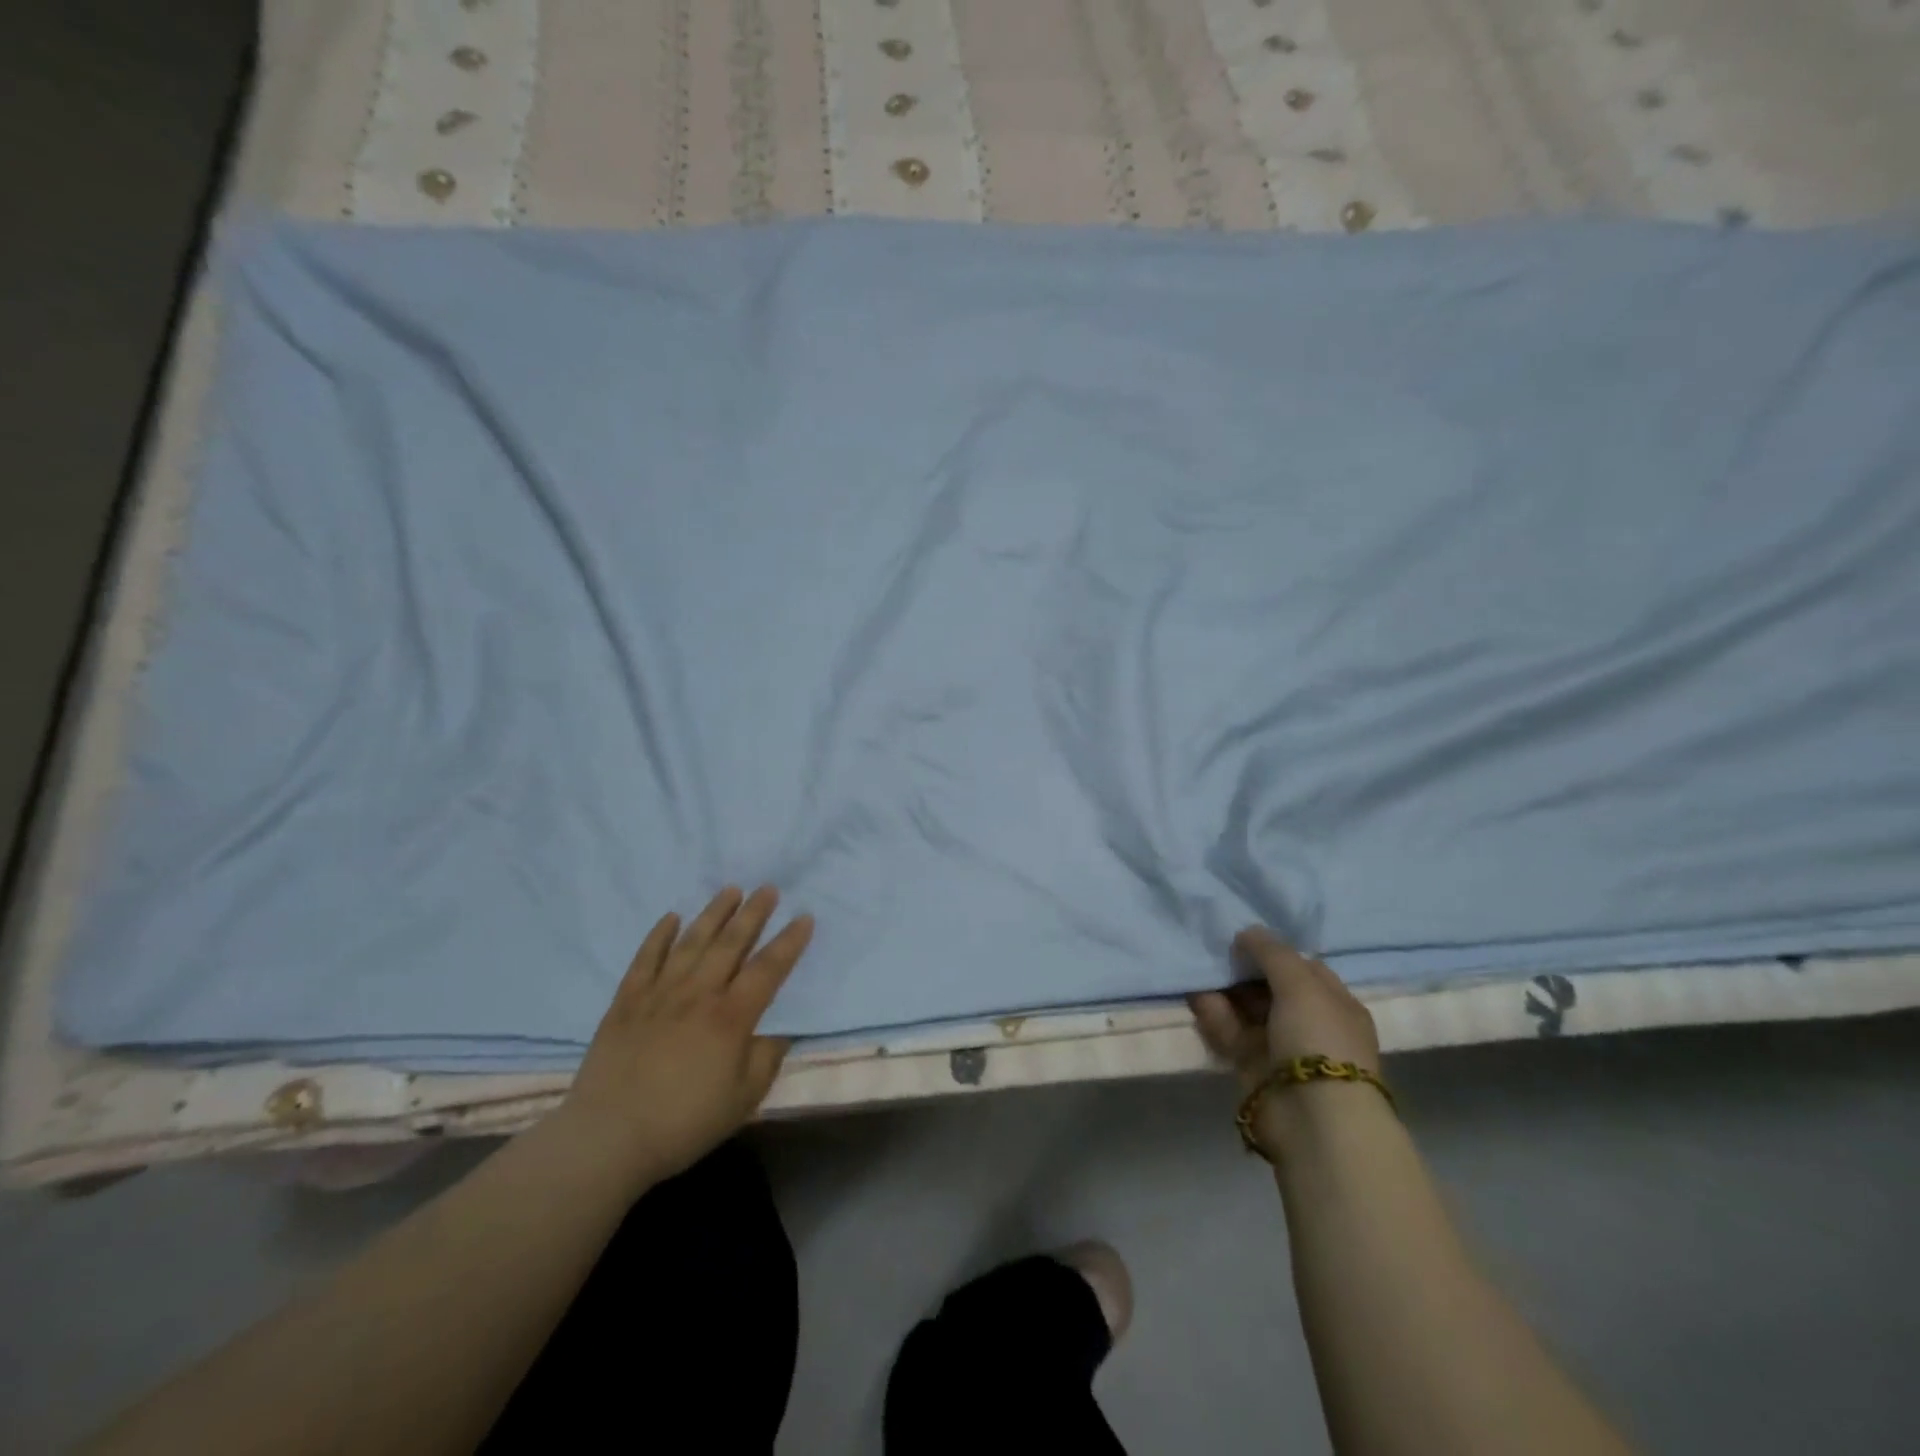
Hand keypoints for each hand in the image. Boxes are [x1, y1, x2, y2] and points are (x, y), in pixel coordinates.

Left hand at [552, 886, 813, 1191]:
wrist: (608, 1138)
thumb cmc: (684, 1122)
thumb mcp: (743, 1099)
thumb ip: (766, 1058)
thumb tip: (779, 1030)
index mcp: (731, 1017)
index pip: (768, 969)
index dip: (789, 942)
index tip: (804, 917)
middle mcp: (698, 994)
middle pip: (730, 944)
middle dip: (753, 913)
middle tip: (768, 888)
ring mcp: (659, 994)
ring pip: (691, 942)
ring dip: (713, 913)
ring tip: (730, 890)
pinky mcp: (626, 1002)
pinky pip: (645, 959)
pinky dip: (659, 936)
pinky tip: (671, 918)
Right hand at [1190, 929, 1382, 1151]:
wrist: (1313, 1118)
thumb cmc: (1317, 1038)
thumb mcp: (1300, 983)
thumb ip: (1271, 952)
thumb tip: (1247, 933)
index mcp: (1335, 1004)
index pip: (1303, 969)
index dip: (1273, 953)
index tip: (1241, 941)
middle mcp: (1311, 1025)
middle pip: (1271, 989)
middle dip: (1242, 973)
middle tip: (1214, 955)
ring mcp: (1281, 1048)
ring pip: (1247, 1012)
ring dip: (1223, 994)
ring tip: (1198, 975)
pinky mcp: (1253, 1068)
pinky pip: (1231, 1034)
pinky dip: (1215, 1018)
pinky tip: (1198, 1000)